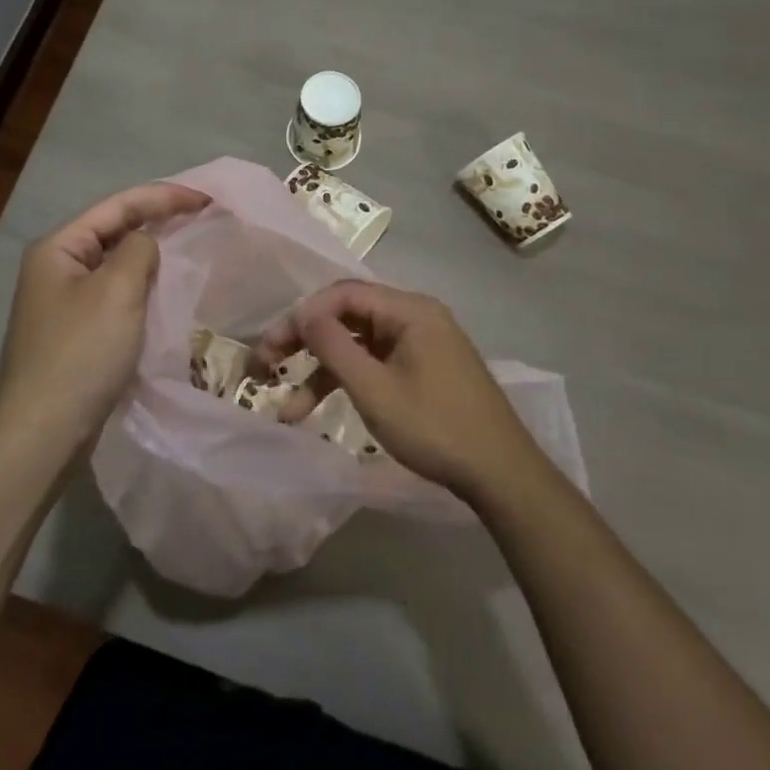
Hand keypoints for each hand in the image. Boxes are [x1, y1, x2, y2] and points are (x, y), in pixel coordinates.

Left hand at [0, 181, 210, 455]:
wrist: (44, 432)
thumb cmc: (81, 353)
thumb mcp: (117, 291)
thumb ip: (139, 251)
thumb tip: (146, 244)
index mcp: (59, 247)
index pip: (117, 206)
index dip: (163, 197)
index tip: (207, 199)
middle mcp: (56, 267)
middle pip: (114, 230)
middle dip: (158, 220)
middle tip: (203, 216)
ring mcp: (64, 301)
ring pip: (116, 264)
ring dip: (151, 253)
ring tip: (191, 245)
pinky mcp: (76, 331)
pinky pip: (115, 294)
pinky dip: (142, 286)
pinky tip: (166, 289)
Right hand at [256, 280, 542, 500]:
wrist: (501, 475)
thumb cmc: (435, 427)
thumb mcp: (374, 390)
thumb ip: (333, 346)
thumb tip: (302, 313)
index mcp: (409, 310)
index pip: (343, 294)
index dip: (302, 316)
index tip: (273, 347)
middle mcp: (415, 316)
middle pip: (348, 315)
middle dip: (306, 341)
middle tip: (268, 366)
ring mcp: (421, 342)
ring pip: (358, 343)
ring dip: (323, 371)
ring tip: (289, 408)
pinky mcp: (424, 367)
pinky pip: (376, 361)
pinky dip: (349, 380)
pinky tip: (321, 408)